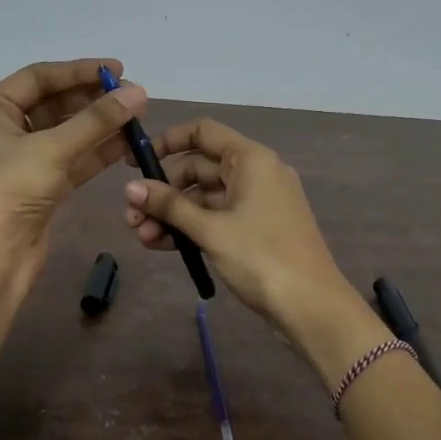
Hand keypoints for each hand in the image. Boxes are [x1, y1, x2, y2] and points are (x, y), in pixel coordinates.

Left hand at [0, 58, 146, 291]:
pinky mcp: (41, 188)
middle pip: (54, 105)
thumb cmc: (9, 189)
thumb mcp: (53, 148)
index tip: (117, 70)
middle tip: (131, 97)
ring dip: (99, 126)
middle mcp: (3, 131)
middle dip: (92, 100)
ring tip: (136, 118)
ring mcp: (23, 162)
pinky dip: (97, 152)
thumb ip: (97, 120)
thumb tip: (139, 92)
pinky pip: (73, 161)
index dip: (78, 71)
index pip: (38, 78)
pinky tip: (126, 144)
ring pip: (67, 134)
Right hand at [122, 119, 384, 381]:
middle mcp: (255, 174)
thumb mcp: (211, 230)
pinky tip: (162, 245)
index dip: (167, 142)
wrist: (311, 306)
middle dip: (163, 191)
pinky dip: (191, 228)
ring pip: (205, 198)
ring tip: (141, 237)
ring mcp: (256, 204)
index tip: (135, 162)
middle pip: (199, 168)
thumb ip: (169, 206)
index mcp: (251, 160)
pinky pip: (216, 219)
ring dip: (172, 214)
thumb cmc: (261, 257)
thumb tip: (129, 188)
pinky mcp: (255, 230)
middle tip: (131, 216)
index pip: (203, 132)